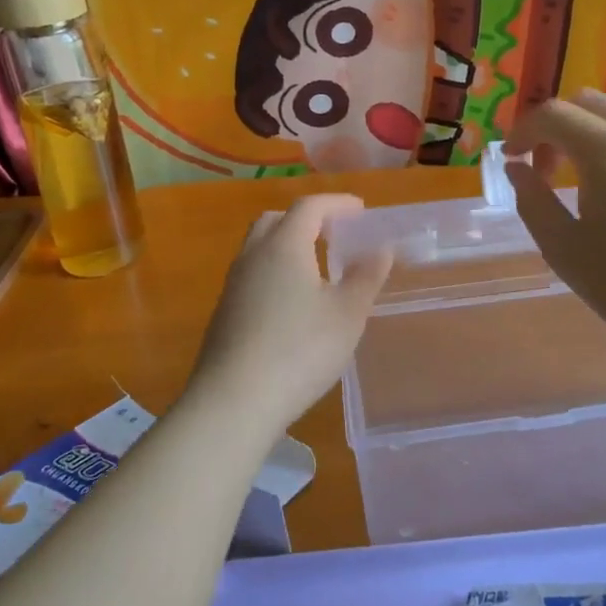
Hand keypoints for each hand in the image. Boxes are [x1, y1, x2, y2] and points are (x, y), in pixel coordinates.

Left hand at [189, 194, 392, 433]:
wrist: (233, 402)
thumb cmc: (300, 350)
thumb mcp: (347, 314)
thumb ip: (366, 277)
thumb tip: (381, 248)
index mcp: (284, 245)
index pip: (309, 207)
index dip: (336, 203)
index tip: (360, 210)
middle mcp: (253, 256)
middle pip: (276, 220)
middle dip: (307, 219)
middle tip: (334, 234)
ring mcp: (233, 285)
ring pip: (259, 247)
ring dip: (288, 245)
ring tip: (317, 268)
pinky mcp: (224, 313)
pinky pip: (252, 274)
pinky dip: (275, 271)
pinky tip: (292, 303)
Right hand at [505, 91, 605, 361]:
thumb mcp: (564, 250)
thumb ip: (532, 200)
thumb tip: (517, 169)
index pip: (553, 114)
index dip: (523, 131)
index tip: (511, 159)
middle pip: (590, 104)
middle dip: (558, 127)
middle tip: (546, 170)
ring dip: (594, 138)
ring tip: (590, 187)